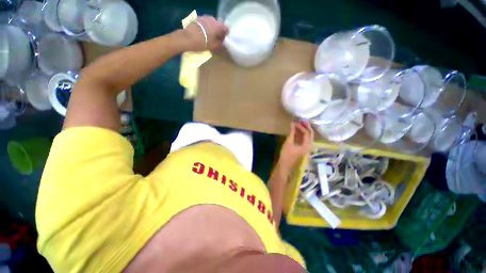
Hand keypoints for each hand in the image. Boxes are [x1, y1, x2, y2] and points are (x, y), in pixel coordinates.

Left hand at [184, 16, 228, 50]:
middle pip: (219, 24)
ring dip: (212, 28)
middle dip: (219, 31)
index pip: (226, 28)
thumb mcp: (214, 46)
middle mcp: (213, 19)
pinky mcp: (199, 18)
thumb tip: (223, 40)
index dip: (226, 34)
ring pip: (212, 23)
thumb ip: (220, 42)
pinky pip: (206, 22)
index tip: (224, 39)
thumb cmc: (203, 43)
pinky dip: (206, 27)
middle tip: (217, 38)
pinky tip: (204, 32)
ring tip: (210, 36)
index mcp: (218, 26)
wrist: (187, 38)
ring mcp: (205, 17)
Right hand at [278, 121, 313, 170]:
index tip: (295, 122)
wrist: (285, 165)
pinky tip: (296, 131)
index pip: (307, 133)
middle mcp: (309, 146)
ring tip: (299, 124)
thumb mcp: (289, 142)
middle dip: (306, 127)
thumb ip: (292, 132)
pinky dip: (301, 134)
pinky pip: (304, 139)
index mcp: (307, 145)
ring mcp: (306, 147)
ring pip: (307, 136)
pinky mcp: (302, 148)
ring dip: (303, 130)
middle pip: (310, 134)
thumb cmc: (287, 154)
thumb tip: (292, 123)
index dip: (301, 126)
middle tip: (301, 120)